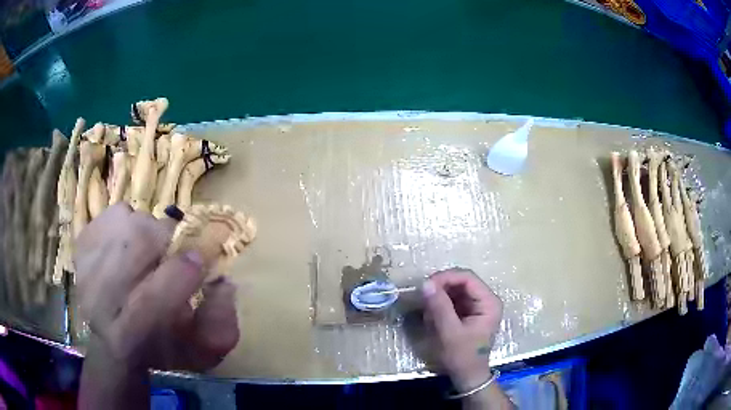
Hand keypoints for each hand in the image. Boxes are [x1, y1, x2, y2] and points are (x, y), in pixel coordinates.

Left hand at [74, 204, 238, 372]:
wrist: (111, 338)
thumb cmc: (159, 348)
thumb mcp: (198, 353)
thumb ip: (220, 325)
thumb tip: (223, 282)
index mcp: (127, 337)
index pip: (149, 301)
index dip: (180, 275)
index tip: (201, 260)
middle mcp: (97, 300)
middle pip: (135, 246)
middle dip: (164, 241)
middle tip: (175, 250)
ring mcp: (84, 267)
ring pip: (125, 222)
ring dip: (147, 230)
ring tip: (150, 250)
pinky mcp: (80, 244)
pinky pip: (112, 213)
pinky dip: (128, 220)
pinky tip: (128, 243)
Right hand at [422, 268, 502, 391]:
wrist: (467, 377)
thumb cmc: (462, 356)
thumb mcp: (450, 332)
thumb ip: (439, 307)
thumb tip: (426, 283)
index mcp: (489, 302)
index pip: (467, 278)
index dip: (446, 277)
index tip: (426, 285)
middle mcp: (485, 300)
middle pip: (461, 283)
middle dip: (441, 289)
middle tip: (424, 300)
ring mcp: (476, 307)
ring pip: (454, 291)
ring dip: (439, 299)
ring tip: (429, 315)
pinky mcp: (467, 314)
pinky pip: (452, 302)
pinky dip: (440, 307)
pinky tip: (433, 320)